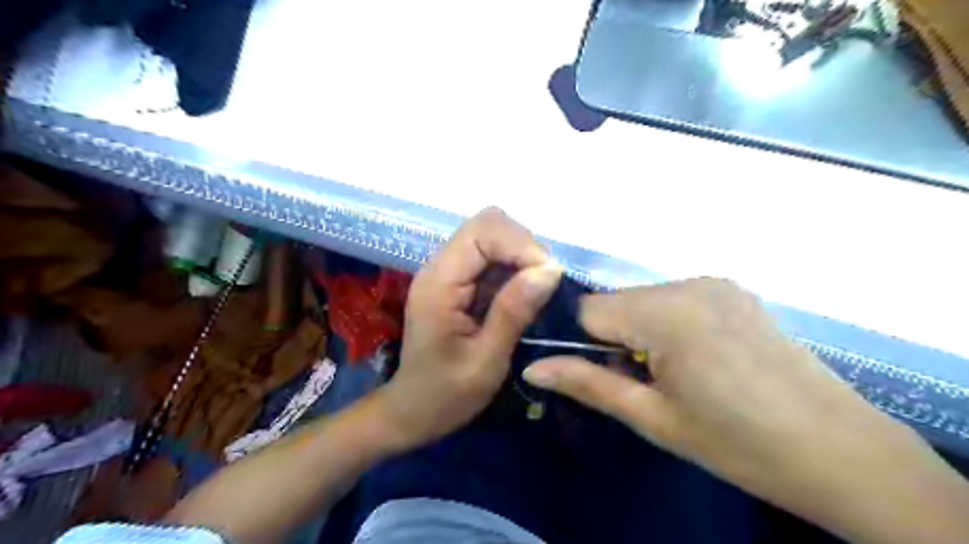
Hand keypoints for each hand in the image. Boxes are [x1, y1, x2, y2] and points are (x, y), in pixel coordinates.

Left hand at [376, 209, 560, 450]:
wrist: (412, 411)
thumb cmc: (445, 395)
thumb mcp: (485, 361)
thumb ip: (513, 312)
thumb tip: (550, 269)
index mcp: (439, 282)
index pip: (483, 231)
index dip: (521, 245)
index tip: (548, 278)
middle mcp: (440, 267)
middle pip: (487, 225)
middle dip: (523, 247)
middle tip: (543, 284)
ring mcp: (448, 273)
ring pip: (492, 237)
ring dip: (521, 257)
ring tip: (536, 293)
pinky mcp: (458, 282)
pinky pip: (492, 258)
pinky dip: (514, 269)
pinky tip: (521, 297)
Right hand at [523, 280, 938, 538]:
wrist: (841, 452)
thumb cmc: (738, 444)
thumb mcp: (653, 419)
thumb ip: (588, 384)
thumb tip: (531, 368)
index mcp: (666, 312)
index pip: (588, 309)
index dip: (582, 343)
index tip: (599, 376)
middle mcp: (688, 283)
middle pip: (617, 302)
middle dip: (613, 338)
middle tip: (639, 383)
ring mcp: (715, 283)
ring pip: (644, 301)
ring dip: (641, 332)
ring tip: (672, 375)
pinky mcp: (734, 291)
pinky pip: (676, 299)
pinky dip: (669, 324)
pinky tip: (699, 359)